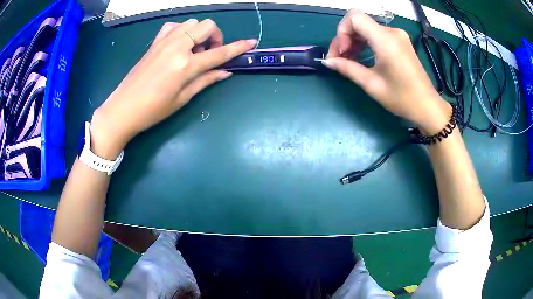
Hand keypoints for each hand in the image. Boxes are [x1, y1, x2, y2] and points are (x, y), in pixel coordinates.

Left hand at [90, 19, 256, 158]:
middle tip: (209, 53)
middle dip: (215, 36)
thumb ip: (205, 80)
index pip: (219, 53)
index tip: (251, 42)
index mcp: (185, 65)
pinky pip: (173, 26)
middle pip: (207, 26)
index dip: (238, 47)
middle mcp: (177, 47)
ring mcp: (164, 42)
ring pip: (191, 23)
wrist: (123, 109)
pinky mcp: (154, 42)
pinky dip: (181, 31)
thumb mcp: (182, 98)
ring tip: (193, 50)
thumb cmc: (153, 110)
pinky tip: (179, 44)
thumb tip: (226, 72)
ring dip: (199, 33)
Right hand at [324, 9, 450, 133]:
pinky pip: (376, 35)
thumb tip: (328, 61)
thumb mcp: (372, 85)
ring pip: (366, 28)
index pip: (354, 17)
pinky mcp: (400, 41)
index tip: (341, 52)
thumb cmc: (402, 98)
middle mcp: (391, 32)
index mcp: (385, 39)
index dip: (341, 31)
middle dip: (344, 38)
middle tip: (338, 59)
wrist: (427, 106)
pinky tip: (361, 57)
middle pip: (358, 22)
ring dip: (353, 41)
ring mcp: (397, 36)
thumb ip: (348, 68)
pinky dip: (365, 43)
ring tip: (348, 60)